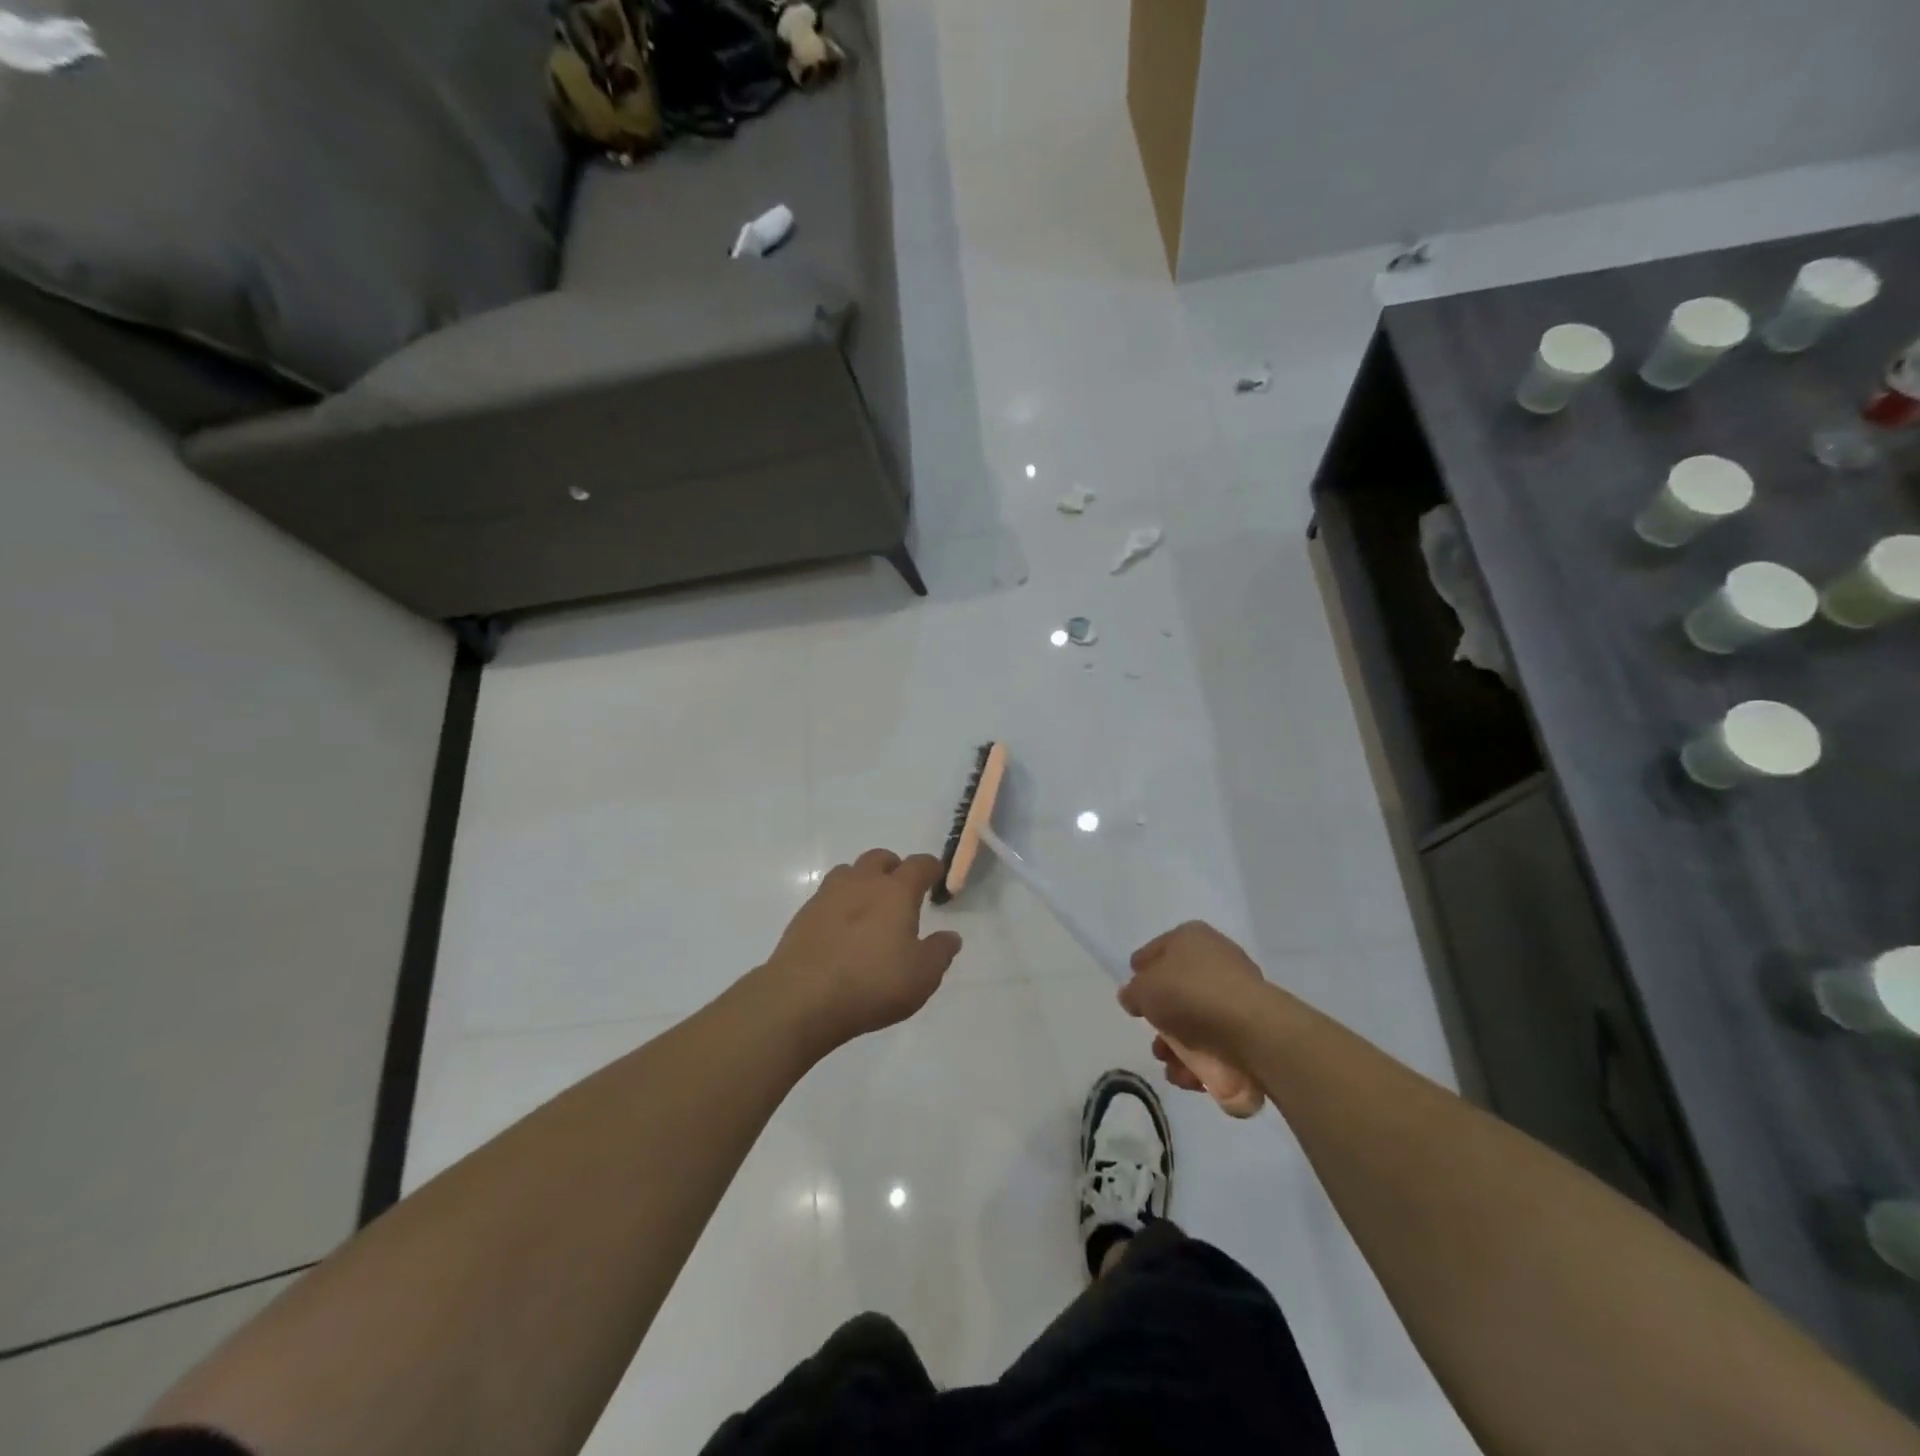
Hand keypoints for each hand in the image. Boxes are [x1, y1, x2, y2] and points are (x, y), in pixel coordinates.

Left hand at [763, 849, 961, 1051]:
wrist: (802, 998)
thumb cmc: (872, 983)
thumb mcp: (922, 976)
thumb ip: (940, 952)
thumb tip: (951, 936)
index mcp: (896, 891)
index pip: (919, 865)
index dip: (931, 868)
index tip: (936, 877)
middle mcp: (862, 883)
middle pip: (880, 858)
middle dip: (894, 868)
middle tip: (901, 891)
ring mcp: (828, 896)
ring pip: (849, 872)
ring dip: (862, 881)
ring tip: (869, 907)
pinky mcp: (803, 916)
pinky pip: (827, 897)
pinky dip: (839, 905)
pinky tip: (842, 930)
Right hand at [1119, 921, 1267, 1095]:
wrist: (1252, 1030)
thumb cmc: (1190, 994)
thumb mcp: (1144, 989)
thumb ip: (1133, 993)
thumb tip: (1133, 996)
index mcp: (1191, 938)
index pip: (1157, 951)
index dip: (1142, 971)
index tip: (1134, 995)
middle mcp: (1216, 959)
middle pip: (1178, 990)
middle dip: (1161, 1020)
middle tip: (1154, 1040)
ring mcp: (1237, 994)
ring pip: (1197, 1021)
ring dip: (1178, 1047)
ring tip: (1170, 1065)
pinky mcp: (1252, 1027)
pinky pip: (1218, 1042)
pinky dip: (1202, 1061)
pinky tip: (1190, 1076)